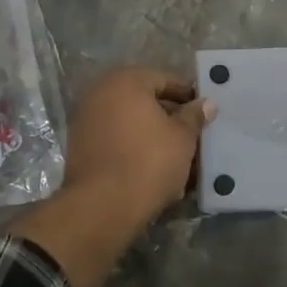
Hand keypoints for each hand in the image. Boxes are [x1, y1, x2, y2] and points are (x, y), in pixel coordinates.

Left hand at [62, 68, 215, 229]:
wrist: (102, 206)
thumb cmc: (148, 162)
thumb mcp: (182, 137)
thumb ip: (194, 116)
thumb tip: (206, 103)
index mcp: (126, 81)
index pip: (164, 79)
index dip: (187, 94)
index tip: (204, 110)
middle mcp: (100, 93)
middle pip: (144, 100)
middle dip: (169, 116)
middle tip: (193, 133)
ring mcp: (86, 120)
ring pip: (130, 122)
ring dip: (152, 134)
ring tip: (177, 154)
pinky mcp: (80, 147)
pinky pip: (116, 140)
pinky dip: (134, 147)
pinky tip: (154, 167)